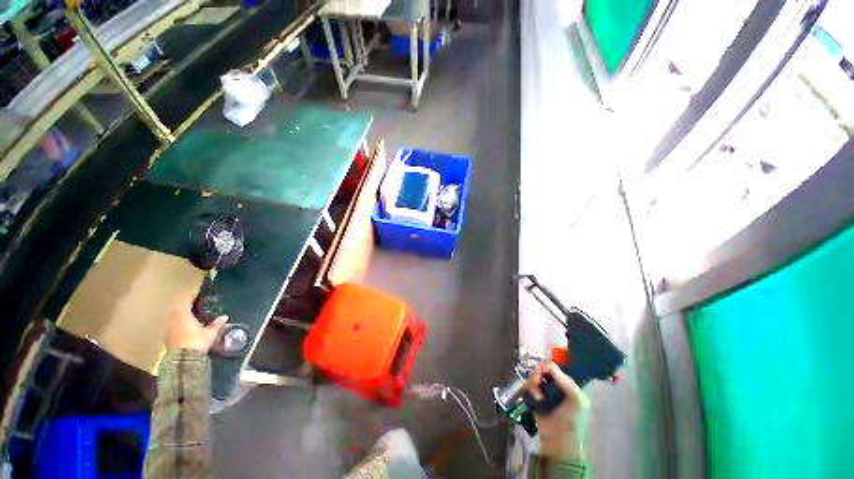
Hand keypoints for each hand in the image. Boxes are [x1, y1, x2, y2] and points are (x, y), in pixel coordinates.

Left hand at [166, 294, 227, 351]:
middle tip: (196, 306)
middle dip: (186, 307)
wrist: (183, 360)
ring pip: (175, 317)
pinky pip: (173, 326)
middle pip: (179, 308)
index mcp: (183, 314)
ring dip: (182, 316)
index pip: (186, 300)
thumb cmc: (197, 341)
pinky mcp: (167, 337)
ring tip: (191, 317)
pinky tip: (186, 328)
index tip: (198, 295)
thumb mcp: (210, 333)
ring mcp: (169, 328)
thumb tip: (225, 317)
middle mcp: (173, 318)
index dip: (192, 297)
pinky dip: (179, 324)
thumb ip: (217, 324)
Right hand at [525, 361, 589, 462]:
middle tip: (537, 380)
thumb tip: (547, 364)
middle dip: (538, 373)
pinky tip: (533, 397)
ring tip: (537, 394)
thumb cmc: (572, 420)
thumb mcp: (577, 399)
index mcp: (568, 385)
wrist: (559, 442)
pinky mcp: (533, 399)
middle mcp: (555, 386)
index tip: (543, 369)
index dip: (548, 366)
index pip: (555, 367)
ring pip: (533, 377)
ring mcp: (544, 393)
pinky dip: (528, 390)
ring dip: (533, 383)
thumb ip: (565, 380)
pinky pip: (527, 387)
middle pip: (542, 370)